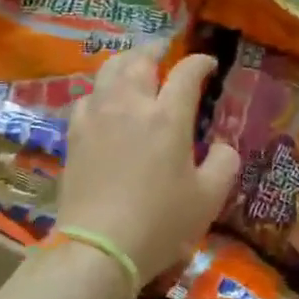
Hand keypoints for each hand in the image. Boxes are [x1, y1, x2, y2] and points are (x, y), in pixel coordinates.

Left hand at [56, 46, 239, 284]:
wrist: (98, 248)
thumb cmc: (160, 223)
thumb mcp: (209, 198)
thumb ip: (224, 164)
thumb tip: (222, 146)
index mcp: (168, 117)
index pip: (187, 73)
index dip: (200, 63)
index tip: (209, 65)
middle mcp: (130, 105)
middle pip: (140, 60)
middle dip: (157, 50)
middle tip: (166, 53)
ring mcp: (97, 117)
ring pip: (108, 71)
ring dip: (126, 63)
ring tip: (135, 67)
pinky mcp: (74, 135)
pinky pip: (87, 97)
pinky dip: (101, 90)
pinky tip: (105, 101)